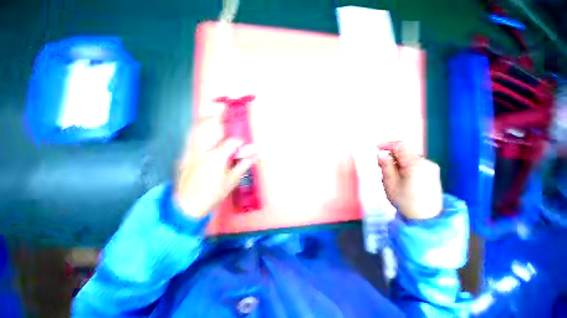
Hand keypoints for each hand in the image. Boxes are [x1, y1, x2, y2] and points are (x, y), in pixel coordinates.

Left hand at [174, 103, 255, 218]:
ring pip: (196, 129)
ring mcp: (190, 152)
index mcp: (215, 159)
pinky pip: (191, 136)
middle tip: (223, 106)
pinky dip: (198, 127)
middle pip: (207, 127)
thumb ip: (243, 165)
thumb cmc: (211, 195)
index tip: (245, 143)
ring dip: (205, 118)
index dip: (240, 142)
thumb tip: (255, 154)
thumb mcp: (231, 182)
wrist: (185, 206)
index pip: (231, 143)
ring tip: (212, 110)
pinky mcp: (184, 154)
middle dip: (216, 115)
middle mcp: (201, 151)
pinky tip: (203, 125)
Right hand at [377, 142, 442, 219]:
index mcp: (415, 165)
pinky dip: (404, 165)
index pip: (401, 146)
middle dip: (391, 155)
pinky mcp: (432, 173)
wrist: (427, 218)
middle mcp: (426, 163)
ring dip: (397, 161)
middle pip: (405, 151)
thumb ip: (386, 166)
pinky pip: (415, 163)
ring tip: (389, 173)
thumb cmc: (405, 201)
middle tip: (381, 165)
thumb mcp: (390, 183)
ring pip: (409, 157)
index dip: (388, 144)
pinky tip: (400, 176)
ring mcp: (431, 168)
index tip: (377, 147)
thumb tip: (381, 153)